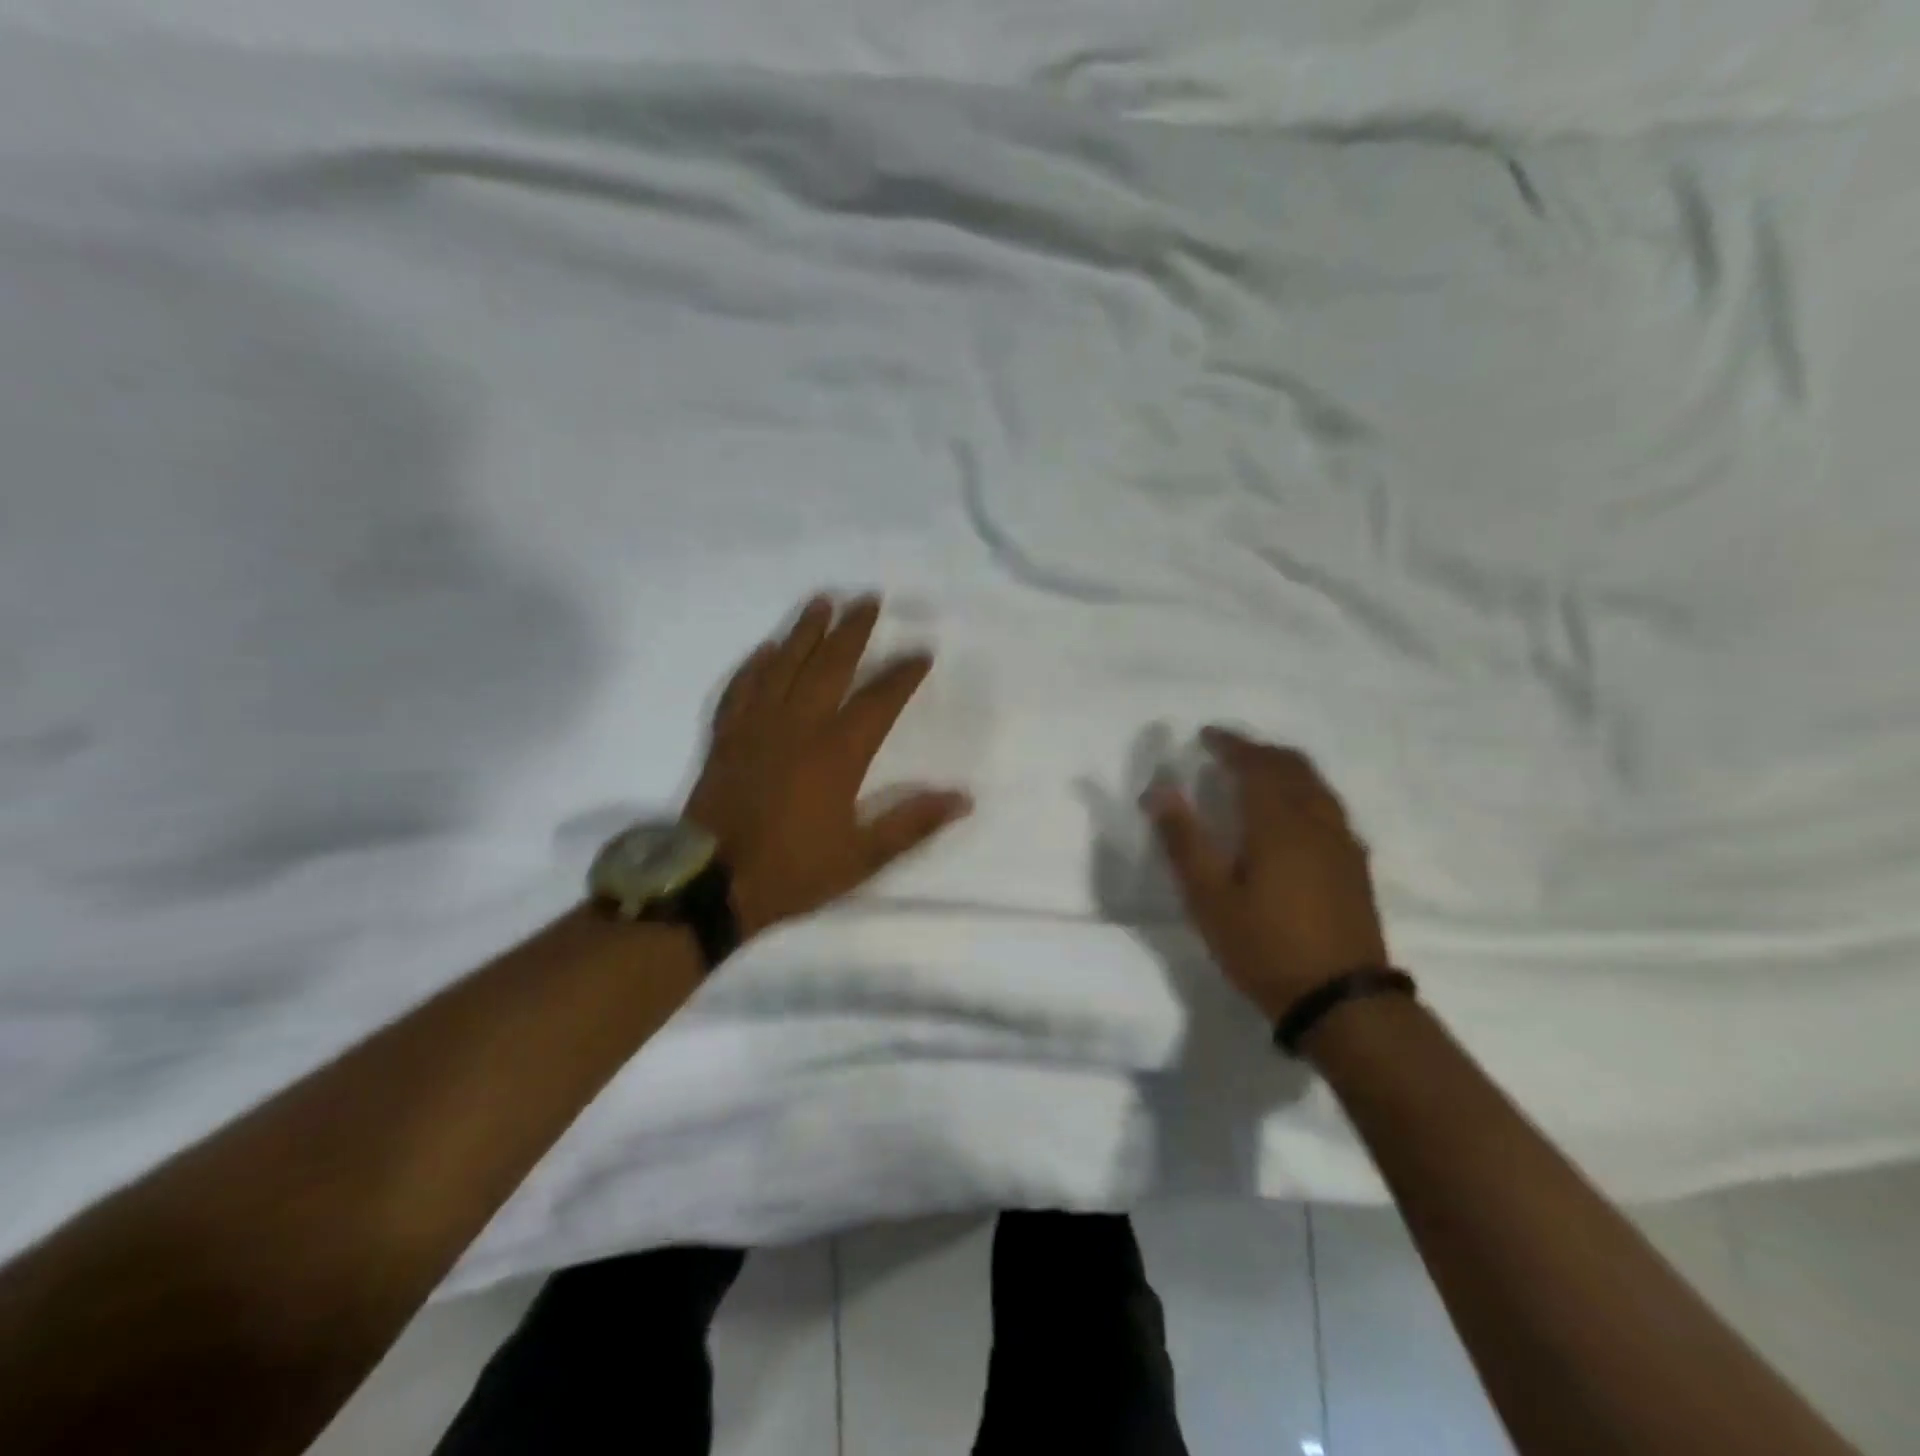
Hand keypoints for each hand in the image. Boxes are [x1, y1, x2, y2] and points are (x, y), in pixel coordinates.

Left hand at [684, 593, 972, 937]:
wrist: (712, 885)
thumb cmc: (793, 871)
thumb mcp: (862, 858)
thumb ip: (912, 824)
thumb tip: (963, 798)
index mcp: (837, 754)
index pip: (878, 700)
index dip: (902, 674)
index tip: (922, 652)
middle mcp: (798, 727)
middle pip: (829, 666)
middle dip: (852, 631)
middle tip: (868, 599)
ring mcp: (756, 728)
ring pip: (783, 667)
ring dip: (804, 632)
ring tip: (821, 602)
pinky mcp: (726, 738)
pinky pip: (741, 690)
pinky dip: (754, 666)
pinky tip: (765, 650)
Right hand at [1144, 728, 1387, 1021]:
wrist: (1342, 1000)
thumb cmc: (1264, 947)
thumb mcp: (1209, 898)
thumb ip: (1183, 840)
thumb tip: (1158, 790)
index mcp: (1278, 823)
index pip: (1255, 765)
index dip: (1230, 744)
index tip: (1206, 735)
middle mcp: (1316, 821)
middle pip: (1291, 766)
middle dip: (1259, 751)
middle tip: (1229, 751)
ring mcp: (1342, 843)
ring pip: (1316, 785)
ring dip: (1285, 768)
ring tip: (1258, 774)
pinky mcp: (1355, 865)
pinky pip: (1328, 807)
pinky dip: (1304, 792)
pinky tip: (1293, 815)